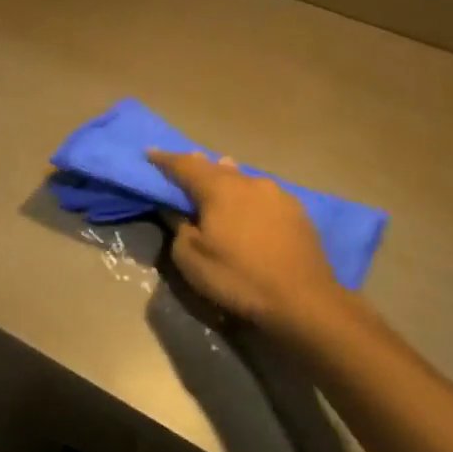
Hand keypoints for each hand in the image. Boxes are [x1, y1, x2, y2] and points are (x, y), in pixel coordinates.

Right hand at [148, 150, 347, 337]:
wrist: (302, 299)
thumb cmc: (237, 277)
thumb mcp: (191, 258)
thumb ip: (178, 227)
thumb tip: (175, 210)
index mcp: (220, 189)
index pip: (185, 165)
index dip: (165, 159)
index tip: (150, 152)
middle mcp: (250, 182)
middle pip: (217, 167)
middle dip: (197, 167)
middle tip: (182, 169)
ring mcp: (278, 195)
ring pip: (243, 179)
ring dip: (226, 180)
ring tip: (215, 184)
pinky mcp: (297, 212)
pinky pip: (262, 195)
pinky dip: (247, 197)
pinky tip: (247, 209)